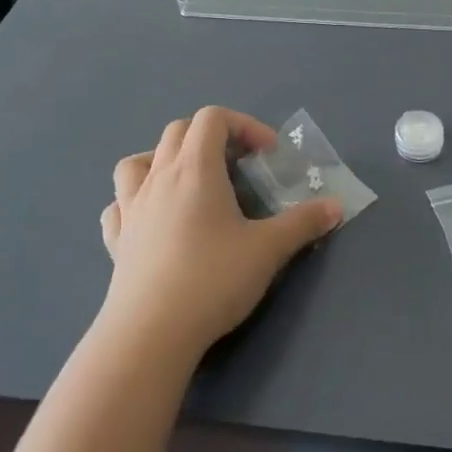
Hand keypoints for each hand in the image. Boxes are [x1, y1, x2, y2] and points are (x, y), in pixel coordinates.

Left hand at [98, 107, 341, 362]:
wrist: (150, 333)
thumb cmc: (212, 279)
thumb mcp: (268, 249)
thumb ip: (303, 222)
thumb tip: (336, 205)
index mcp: (195, 168)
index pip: (213, 118)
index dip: (244, 125)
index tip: (268, 155)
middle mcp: (159, 177)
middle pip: (178, 130)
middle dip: (211, 137)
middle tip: (237, 167)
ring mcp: (131, 208)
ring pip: (137, 161)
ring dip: (163, 159)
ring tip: (187, 183)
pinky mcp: (116, 240)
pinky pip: (119, 206)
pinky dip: (134, 201)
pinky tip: (150, 220)